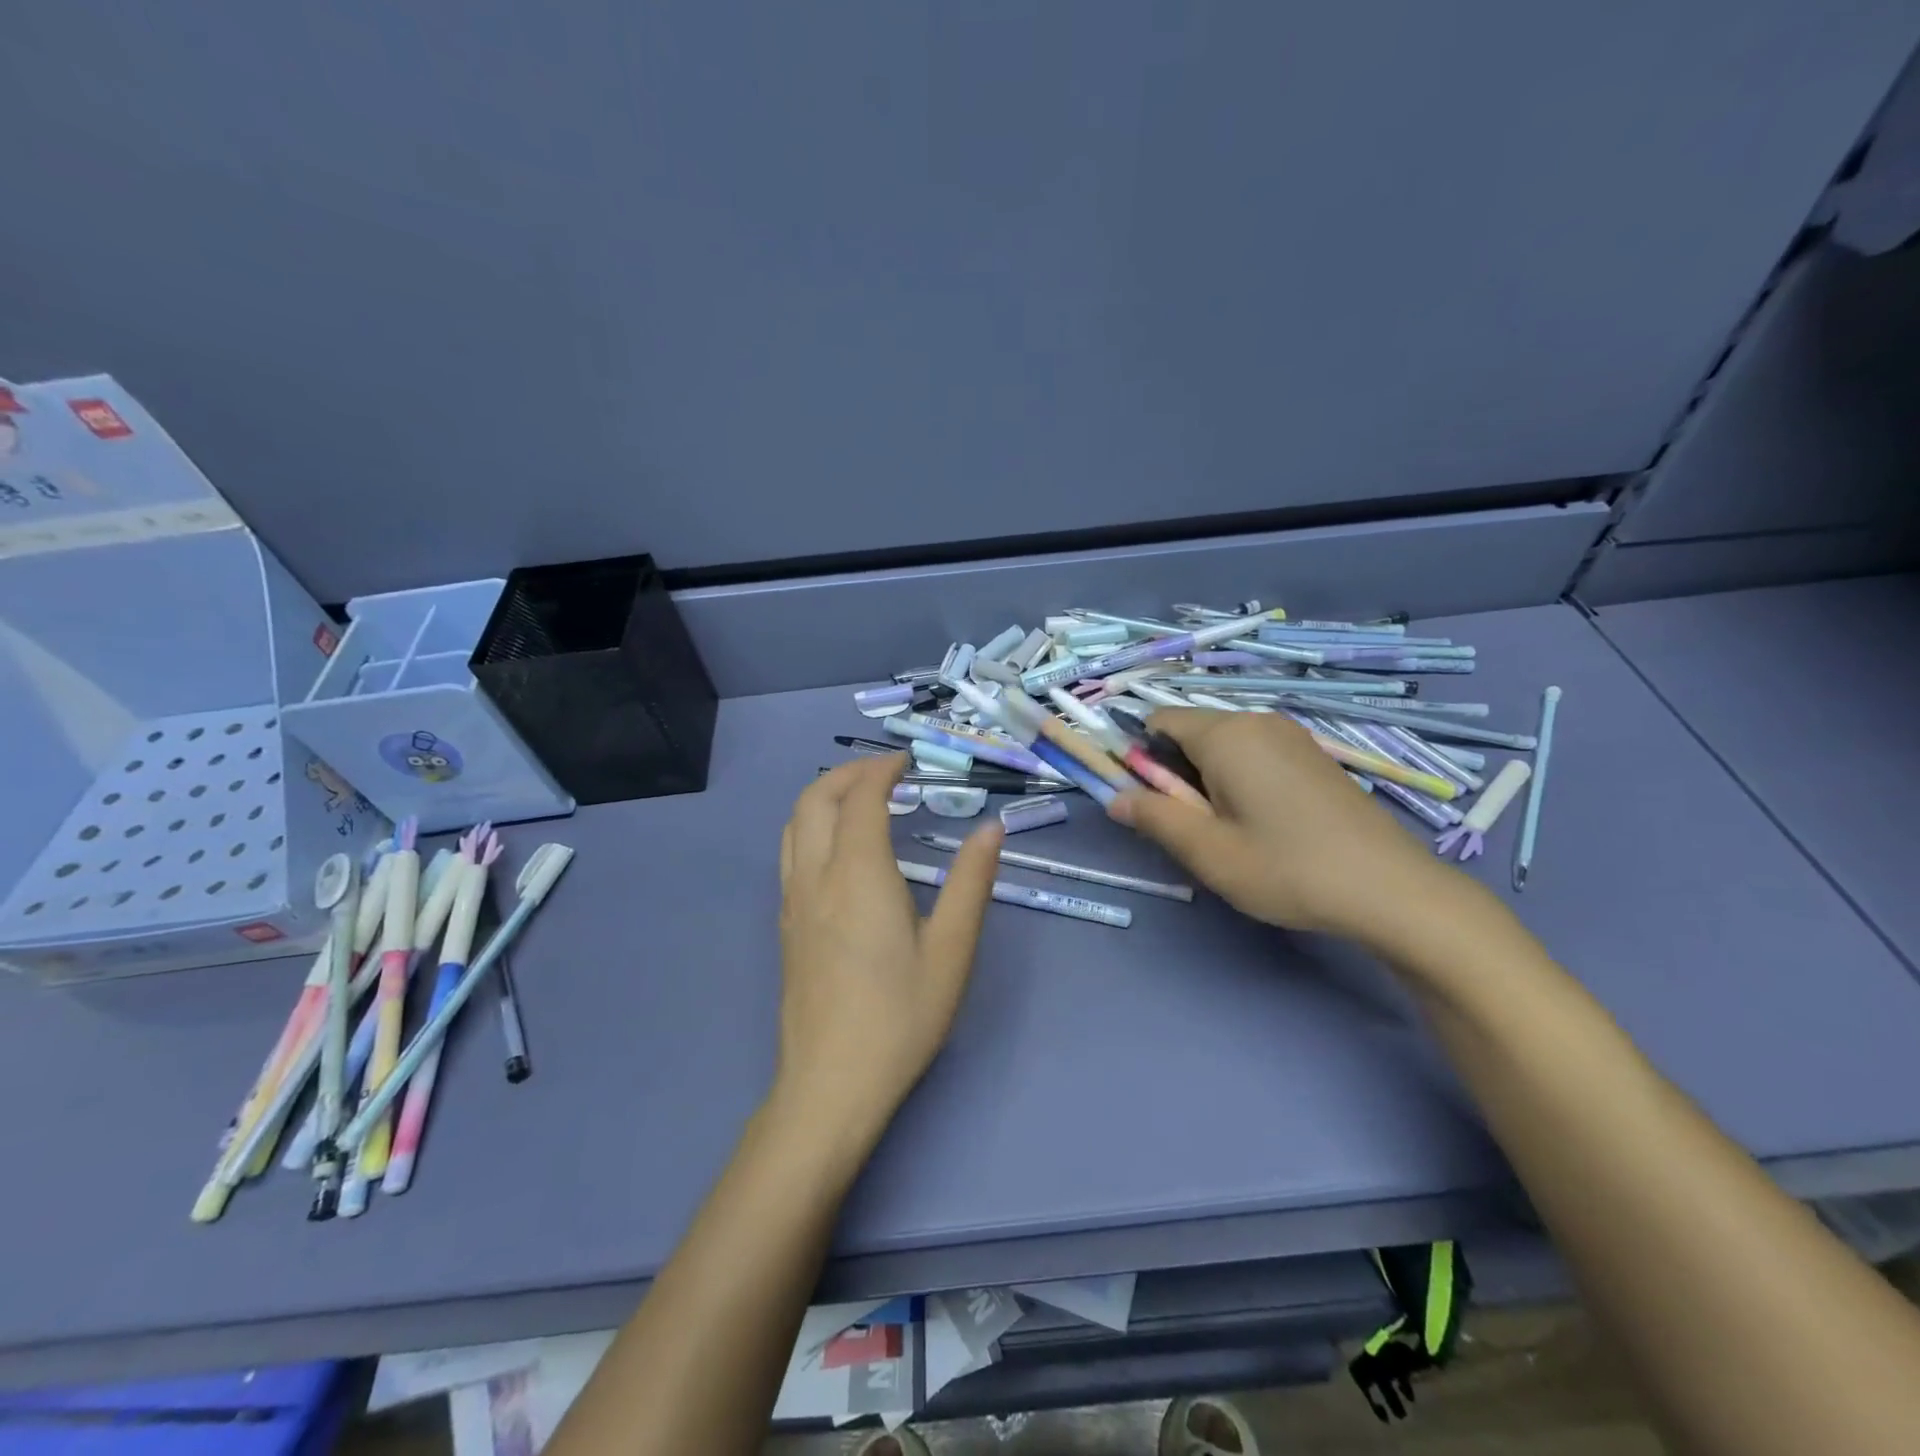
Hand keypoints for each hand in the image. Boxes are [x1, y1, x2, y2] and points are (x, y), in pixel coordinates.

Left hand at [774, 755, 1003, 1144]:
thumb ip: (971, 883)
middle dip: (848, 773)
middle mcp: (816, 876)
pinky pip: (790, 851)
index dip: (882, 770)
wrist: (831, 1084)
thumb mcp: (952, 951)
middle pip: (814, 799)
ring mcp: (792, 901)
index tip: (907, 762)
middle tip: (885, 772)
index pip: (860, 798)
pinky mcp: (786, 925)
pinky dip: (811, 824)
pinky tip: (839, 848)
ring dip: (823, 795)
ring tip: (860, 798)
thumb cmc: (900, 1017)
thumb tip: (991, 829)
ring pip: (794, 823)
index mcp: (858, 875)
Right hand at [1108, 709, 1458, 946]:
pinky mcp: (1314, 756)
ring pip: (1225, 745)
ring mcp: (1292, 736)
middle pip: (1192, 731)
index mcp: (1226, 734)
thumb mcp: (1208, 851)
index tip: (1151, 802)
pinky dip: (1241, 778)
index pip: (1159, 721)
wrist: (1391, 889)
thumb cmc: (1287, 868)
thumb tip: (1115, 798)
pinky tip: (1264, 823)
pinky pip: (1256, 753)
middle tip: (1193, 826)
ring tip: (1229, 829)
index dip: (1141, 757)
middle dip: (1177, 771)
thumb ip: (1154, 818)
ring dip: (1209, 778)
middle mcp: (1258, 721)